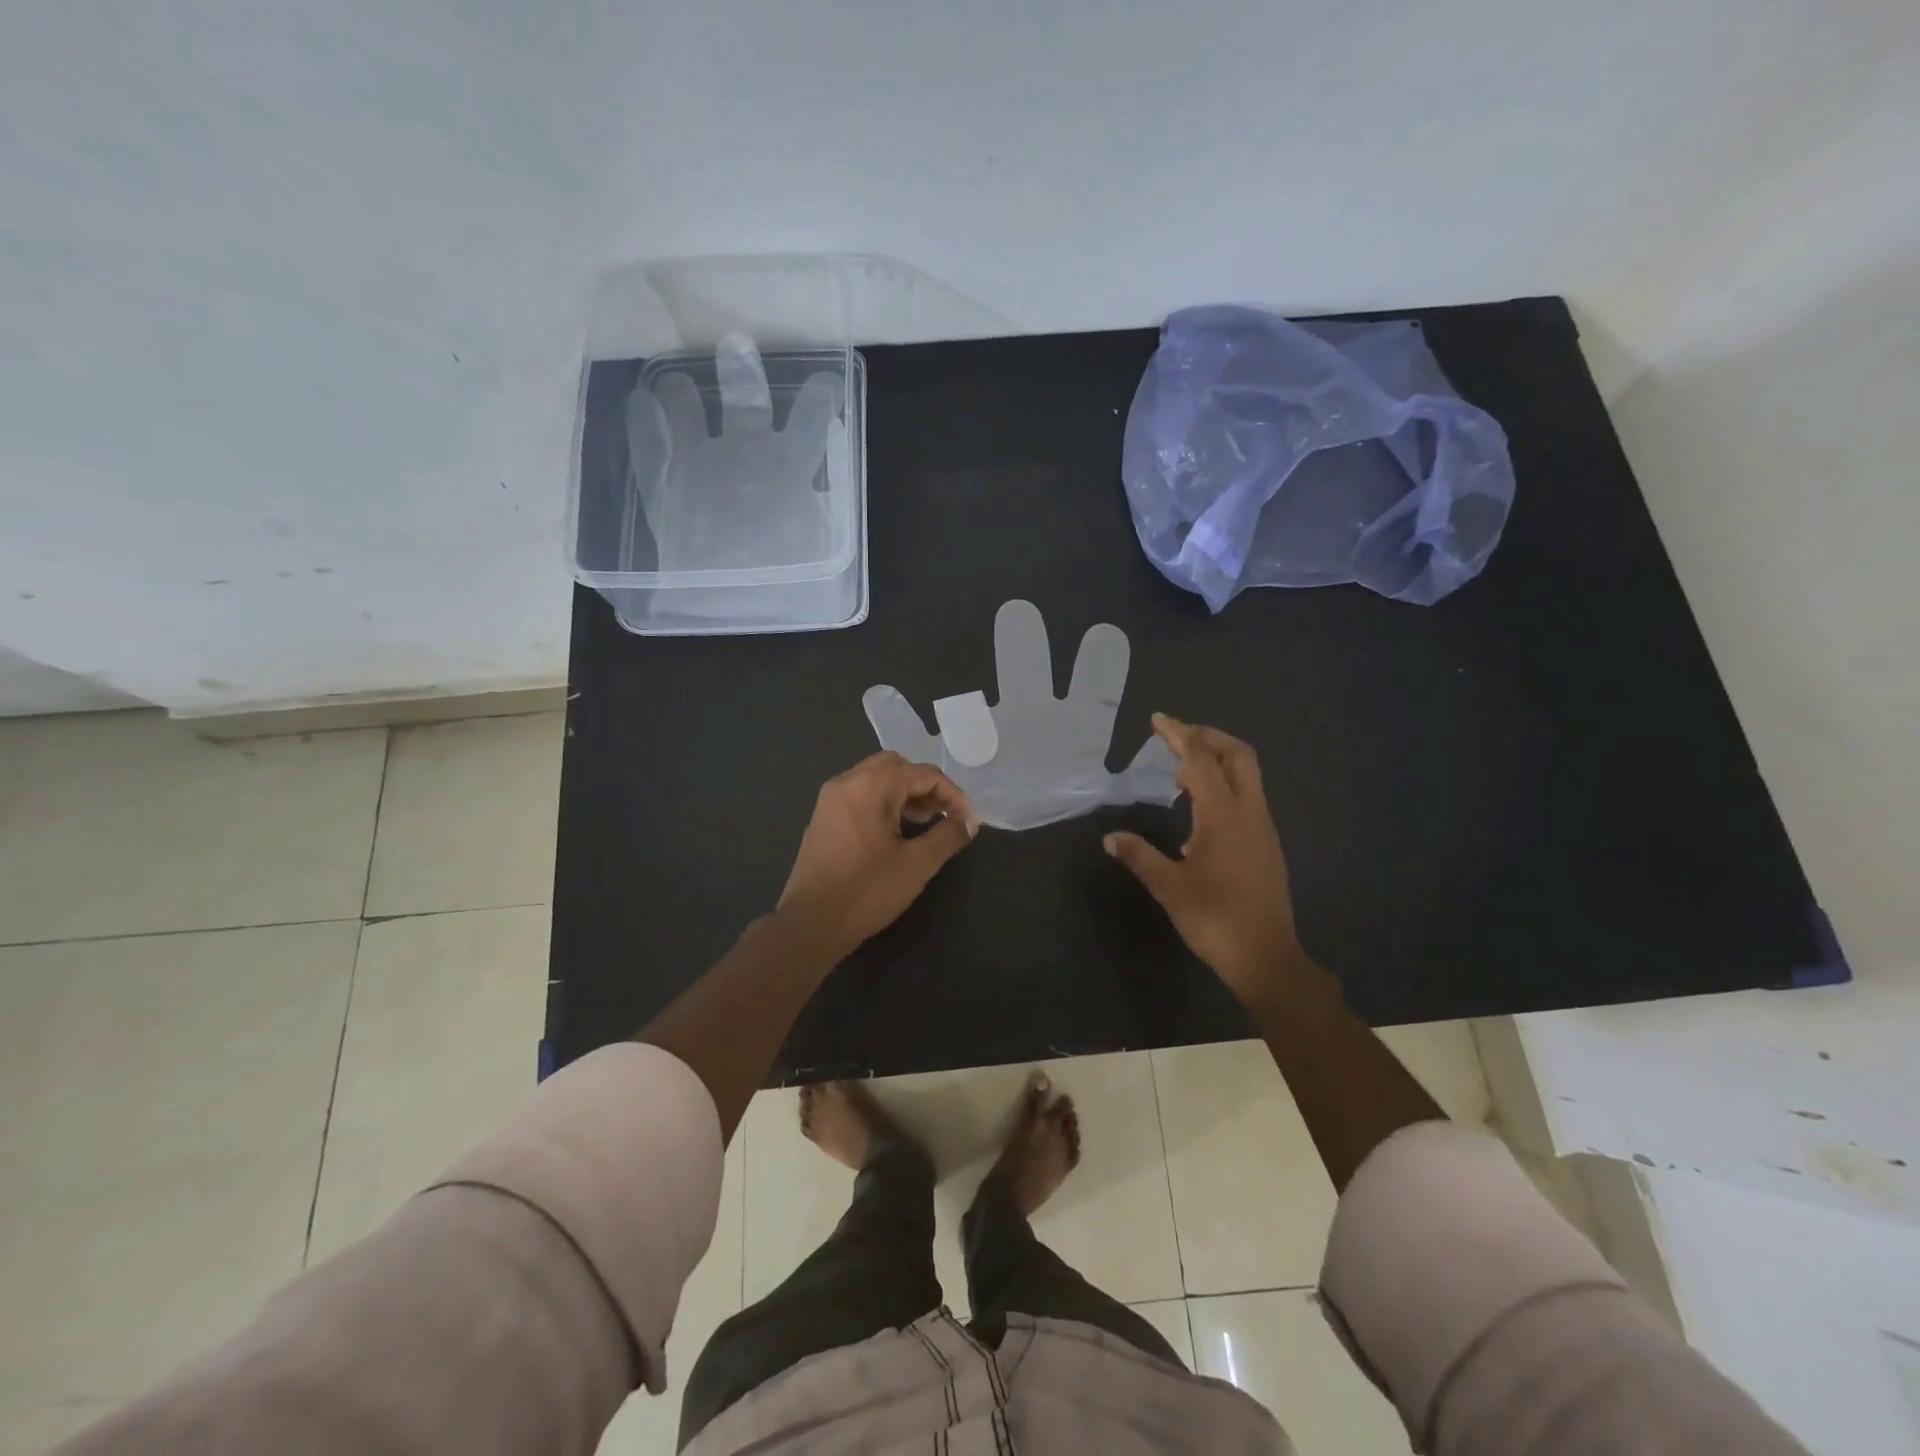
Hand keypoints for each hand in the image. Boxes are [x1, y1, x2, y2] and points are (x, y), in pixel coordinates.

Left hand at [778, 752, 978, 958]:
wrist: (811, 923)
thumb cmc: (867, 890)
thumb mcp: (917, 864)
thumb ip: (948, 836)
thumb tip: (969, 822)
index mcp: (871, 785)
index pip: (923, 773)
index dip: (952, 794)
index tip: (967, 820)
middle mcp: (847, 781)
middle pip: (896, 766)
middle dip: (924, 786)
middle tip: (942, 814)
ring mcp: (830, 798)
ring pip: (875, 778)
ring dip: (903, 793)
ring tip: (923, 823)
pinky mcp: (822, 817)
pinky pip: (858, 794)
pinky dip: (881, 802)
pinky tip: (893, 832)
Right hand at [1104, 715, 1309, 1009]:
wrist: (1266, 957)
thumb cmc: (1215, 919)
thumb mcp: (1169, 887)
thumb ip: (1140, 857)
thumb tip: (1111, 838)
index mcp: (1223, 815)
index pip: (1200, 760)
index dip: (1178, 735)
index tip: (1158, 719)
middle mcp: (1249, 812)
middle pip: (1237, 754)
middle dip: (1207, 737)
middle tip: (1176, 737)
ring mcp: (1263, 827)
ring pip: (1247, 775)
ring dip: (1216, 761)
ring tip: (1180, 774)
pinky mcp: (1266, 843)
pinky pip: (1247, 796)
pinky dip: (1223, 785)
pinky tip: (1198, 810)